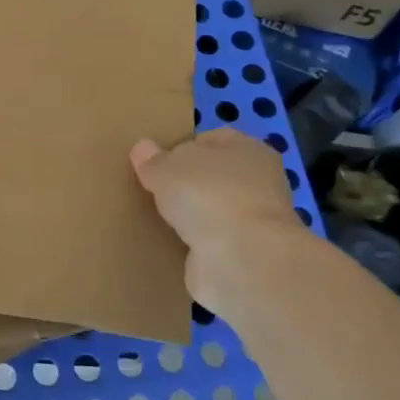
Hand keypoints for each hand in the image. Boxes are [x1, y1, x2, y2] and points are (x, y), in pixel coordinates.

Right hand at [130, 129, 304, 310]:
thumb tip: (142, 148)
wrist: (240, 260)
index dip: (181, 146)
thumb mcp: (167, 168)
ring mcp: (252, 219)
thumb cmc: (209, 196)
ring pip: (211, 208)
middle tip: (149, 188)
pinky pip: (210, 238)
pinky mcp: (243, 252)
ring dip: (189, 213)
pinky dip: (192, 241)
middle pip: (211, 175)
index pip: (210, 139)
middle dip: (184, 182)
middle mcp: (257, 182)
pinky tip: (169, 241)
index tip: (153, 161)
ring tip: (154, 215)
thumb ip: (152, 159)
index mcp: (248, 150)